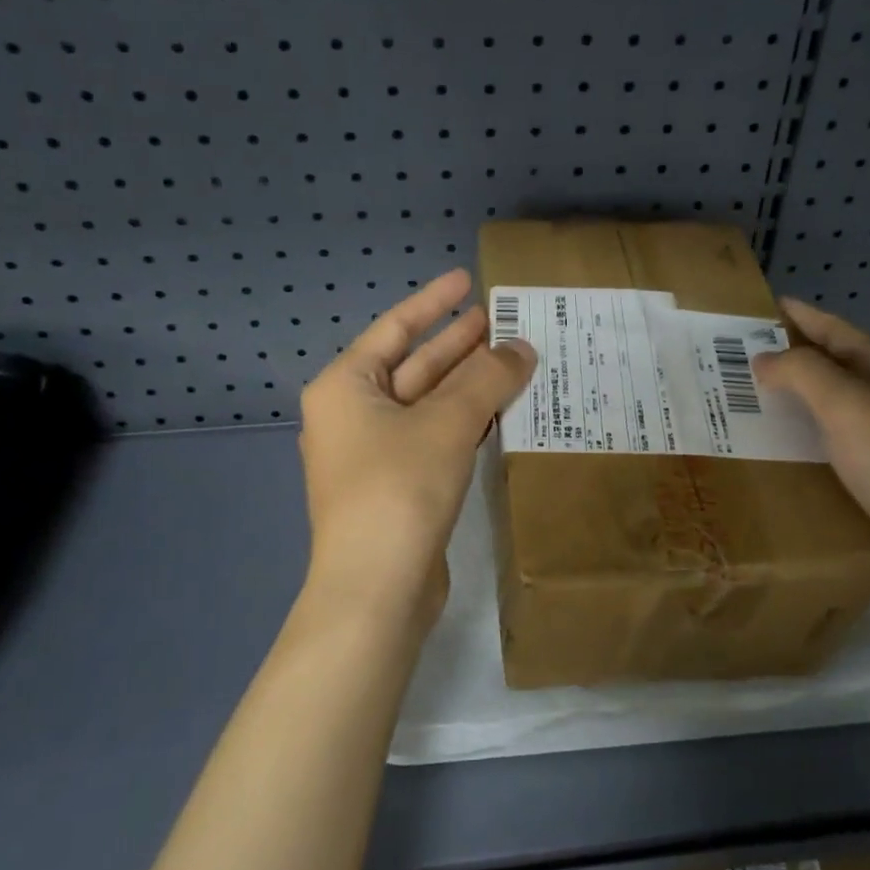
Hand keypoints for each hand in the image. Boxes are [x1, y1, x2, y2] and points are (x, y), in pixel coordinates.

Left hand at [297, 270, 535, 632]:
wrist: (376, 590)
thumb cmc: (399, 489)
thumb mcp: (446, 423)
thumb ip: (487, 379)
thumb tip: (523, 347)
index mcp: (346, 387)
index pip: (395, 328)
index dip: (433, 301)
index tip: (466, 279)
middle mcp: (354, 415)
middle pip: (414, 365)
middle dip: (458, 343)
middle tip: (503, 319)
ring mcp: (375, 454)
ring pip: (428, 403)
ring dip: (469, 383)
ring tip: (514, 357)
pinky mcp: (398, 486)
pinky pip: (435, 437)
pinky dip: (466, 420)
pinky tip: (501, 409)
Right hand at [754, 298, 869, 604]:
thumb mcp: (850, 406)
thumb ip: (803, 372)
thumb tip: (764, 359)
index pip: (836, 331)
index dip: (799, 316)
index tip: (757, 306)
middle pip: (832, 369)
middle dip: (788, 360)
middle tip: (734, 358)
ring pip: (830, 412)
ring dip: (791, 403)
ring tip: (742, 402)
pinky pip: (831, 450)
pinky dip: (801, 443)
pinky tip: (774, 452)